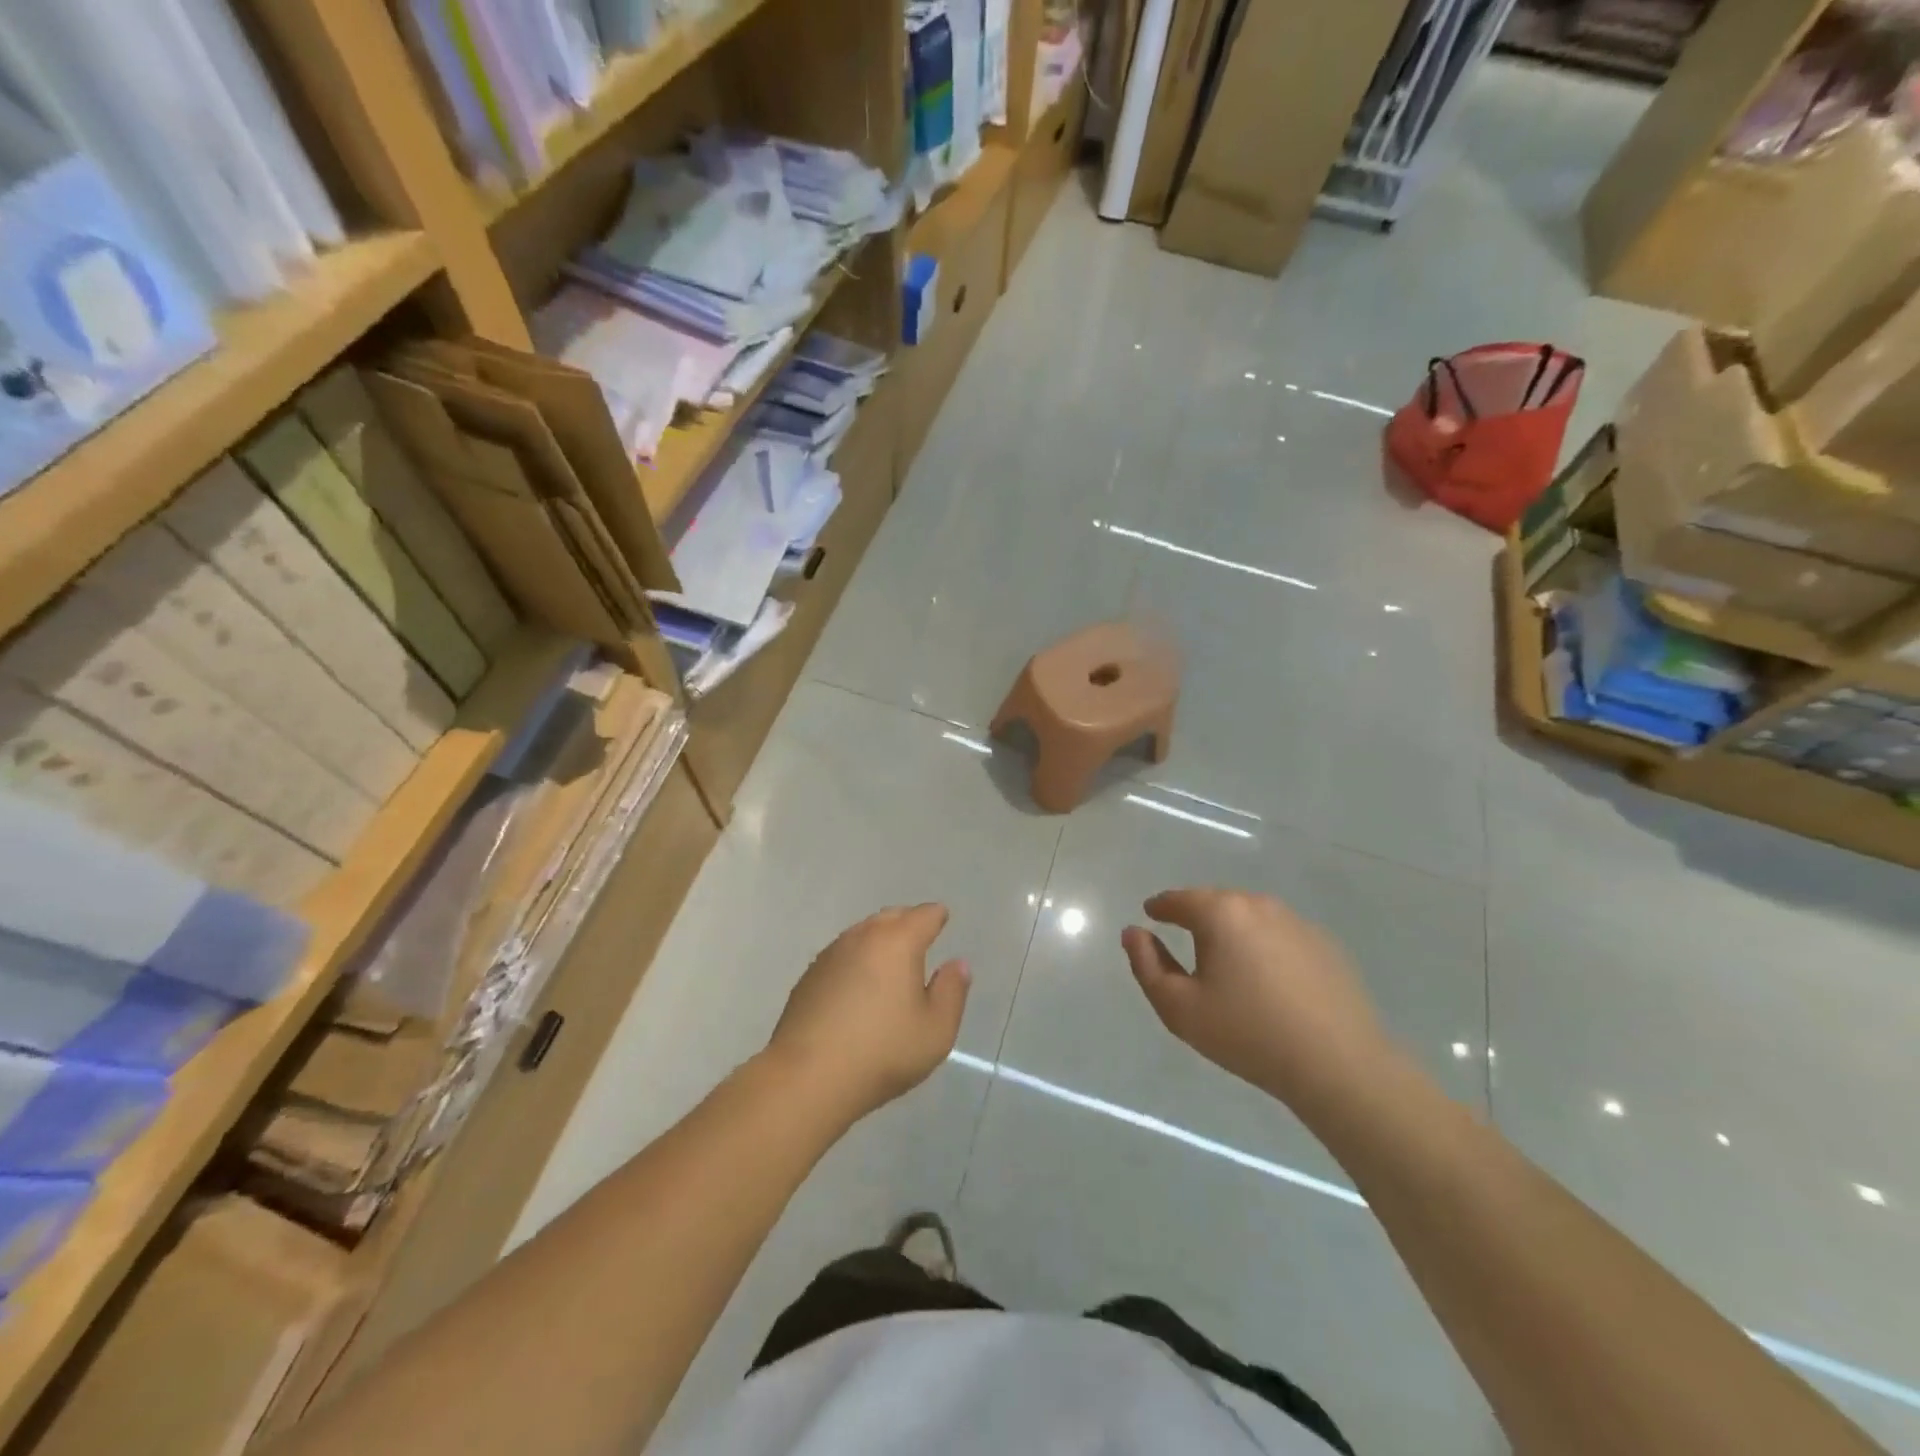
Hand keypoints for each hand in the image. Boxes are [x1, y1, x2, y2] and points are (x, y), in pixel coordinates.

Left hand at [767, 904, 969, 1124]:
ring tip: (889, 962)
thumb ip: (952, 991)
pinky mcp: (809, 977)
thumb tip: (957, 964)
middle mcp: (863, 937)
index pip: (924, 915)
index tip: (942, 919)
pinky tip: (857, 986)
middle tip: (919, 938)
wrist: (808, 1077)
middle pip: (891, 917)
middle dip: (907, 922)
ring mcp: (831, 954)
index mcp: (898, 942)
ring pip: (862, 934)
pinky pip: (841, 956)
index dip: (936, 917)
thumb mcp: (936, 1030)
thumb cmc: (882, 1052)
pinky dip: (855, 961)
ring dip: (878, 940)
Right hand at [1122, 888, 1396, 1118]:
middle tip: (1185, 938)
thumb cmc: (1246, 1033)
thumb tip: (1134, 932)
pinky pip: (1280, 935)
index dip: (1160, 907)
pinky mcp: (1325, 944)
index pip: (1178, 899)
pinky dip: (1265, 945)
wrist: (1337, 1064)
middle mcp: (1258, 904)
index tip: (1151, 914)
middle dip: (1197, 915)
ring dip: (1233, 930)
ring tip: (1226, 960)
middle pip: (1216, 902)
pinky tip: (1268, 978)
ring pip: (1250, 916)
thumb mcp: (1178, 1007)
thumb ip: (1147, 965)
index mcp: (1220, 913)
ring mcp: (1296, 922)